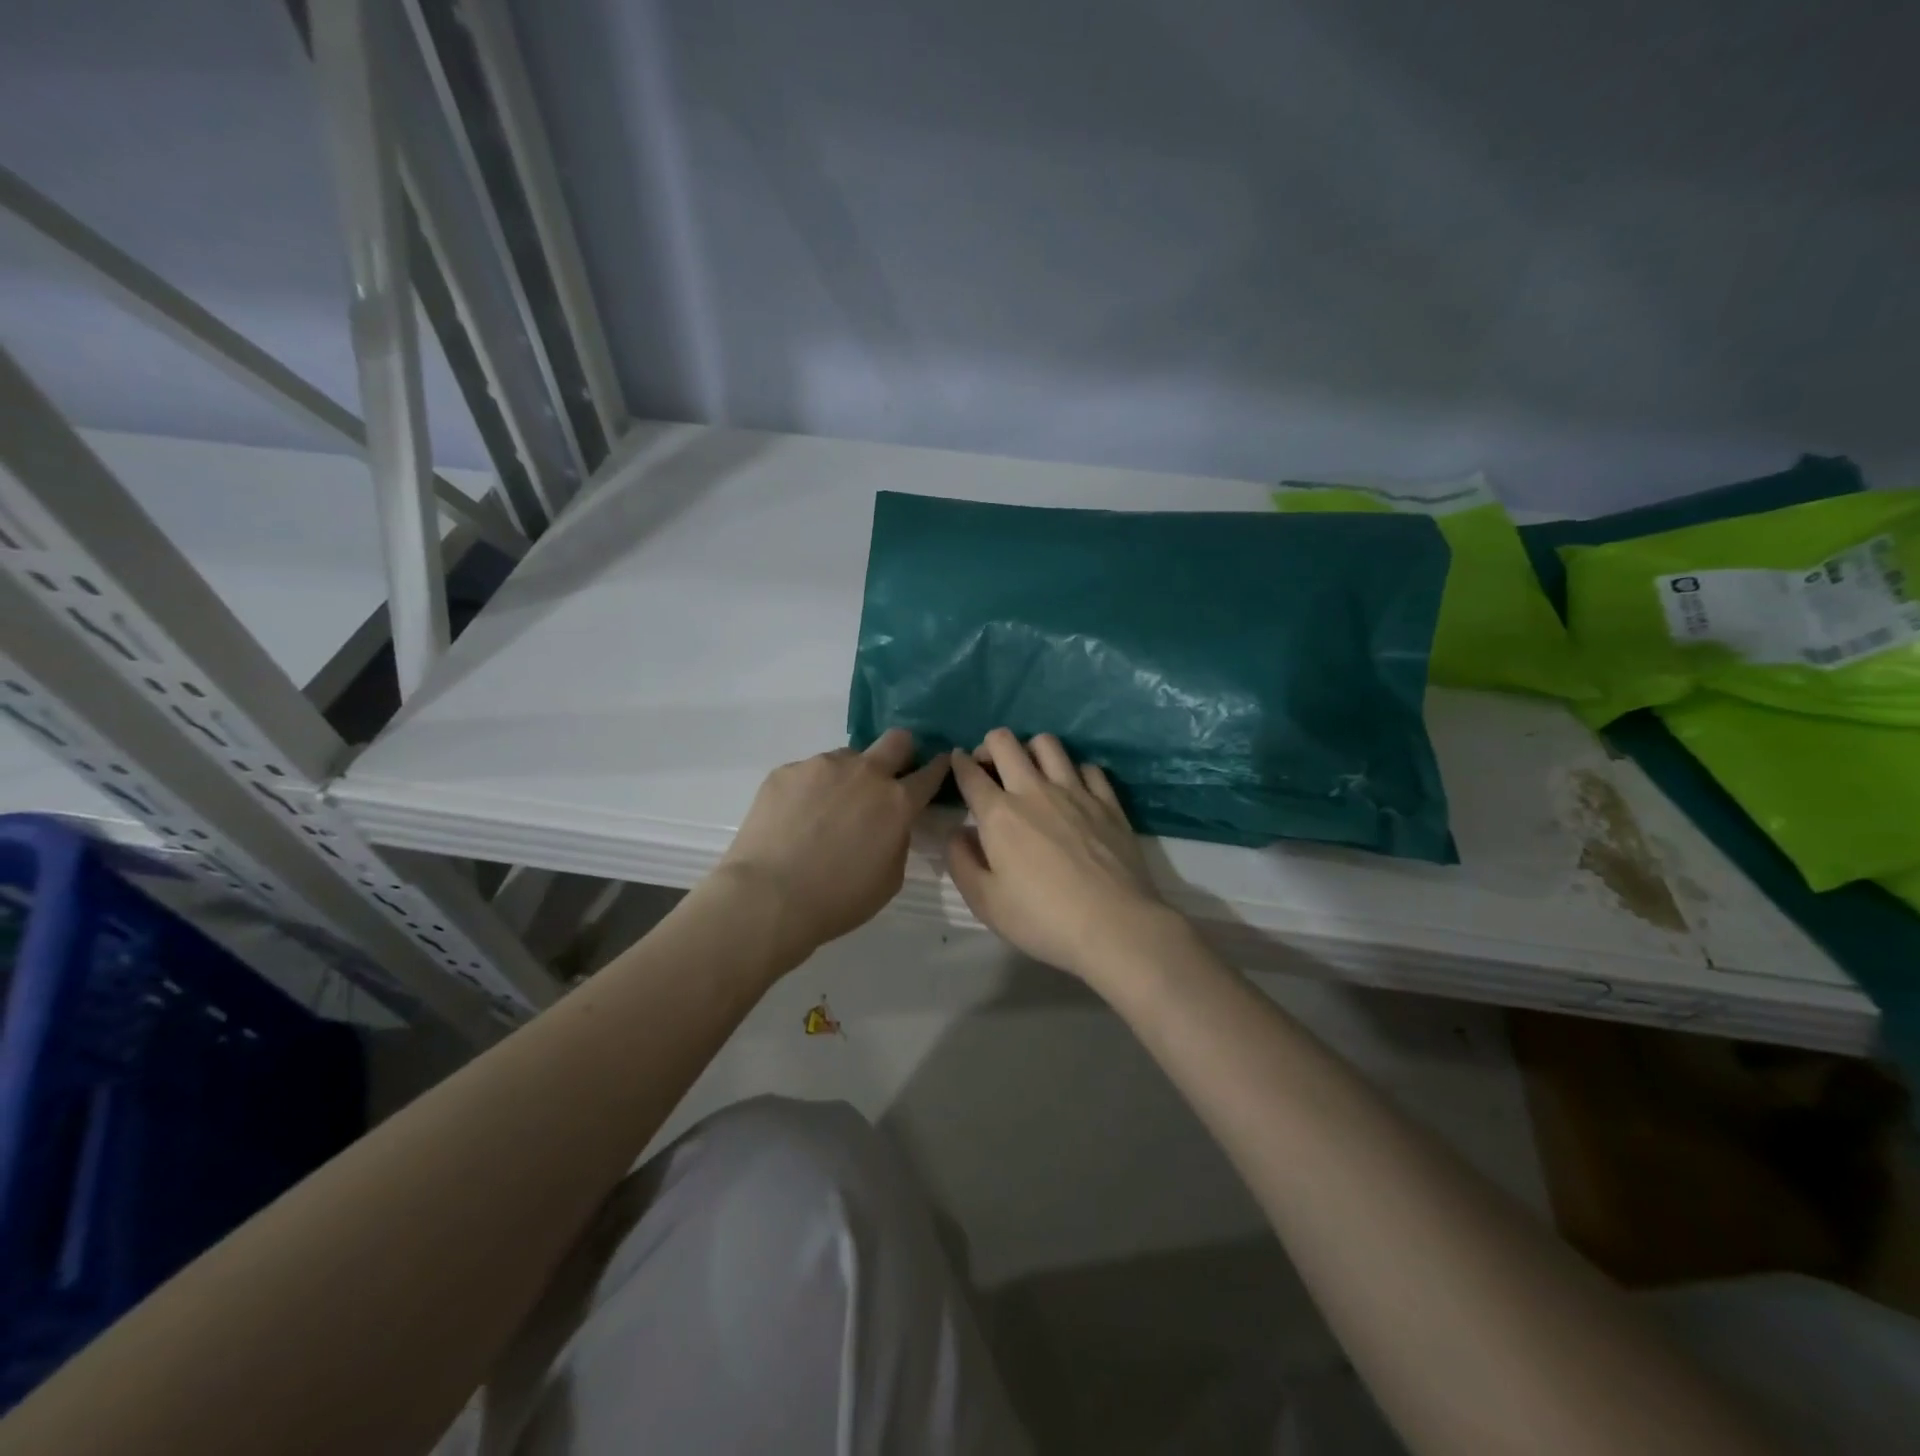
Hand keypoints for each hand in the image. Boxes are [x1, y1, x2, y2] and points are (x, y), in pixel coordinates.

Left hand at [716, 729, 949, 964]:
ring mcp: (822, 766)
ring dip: (848, 777)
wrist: (768, 897)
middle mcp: (865, 773)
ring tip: (826, 812)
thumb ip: (898, 840)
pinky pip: (809, 772)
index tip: (938, 767)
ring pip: (847, 757)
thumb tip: (891, 823)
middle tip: (887, 778)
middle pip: (897, 740)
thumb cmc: (837, 899)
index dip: (938, 768)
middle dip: (901, 752)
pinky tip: (795, 819)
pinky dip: (810, 790)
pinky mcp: (786, 770)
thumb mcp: (889, 879)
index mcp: (897, 802)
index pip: (930, 772)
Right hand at [946, 729, 1177, 983]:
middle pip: (1005, 742)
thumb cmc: (1042, 918)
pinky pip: (1088, 767)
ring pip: (1047, 744)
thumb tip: (958, 832)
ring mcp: (1075, 791)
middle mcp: (1034, 790)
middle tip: (989, 767)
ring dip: (1030, 750)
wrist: (1114, 925)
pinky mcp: (1108, 802)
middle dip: (989, 746)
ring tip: (1029, 771)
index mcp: (999, 814)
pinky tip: (1073, 790)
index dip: (958, 763)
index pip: (970, 773)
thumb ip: (961, 862)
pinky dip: (1074, 771)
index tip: (957, 762)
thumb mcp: (985, 902)